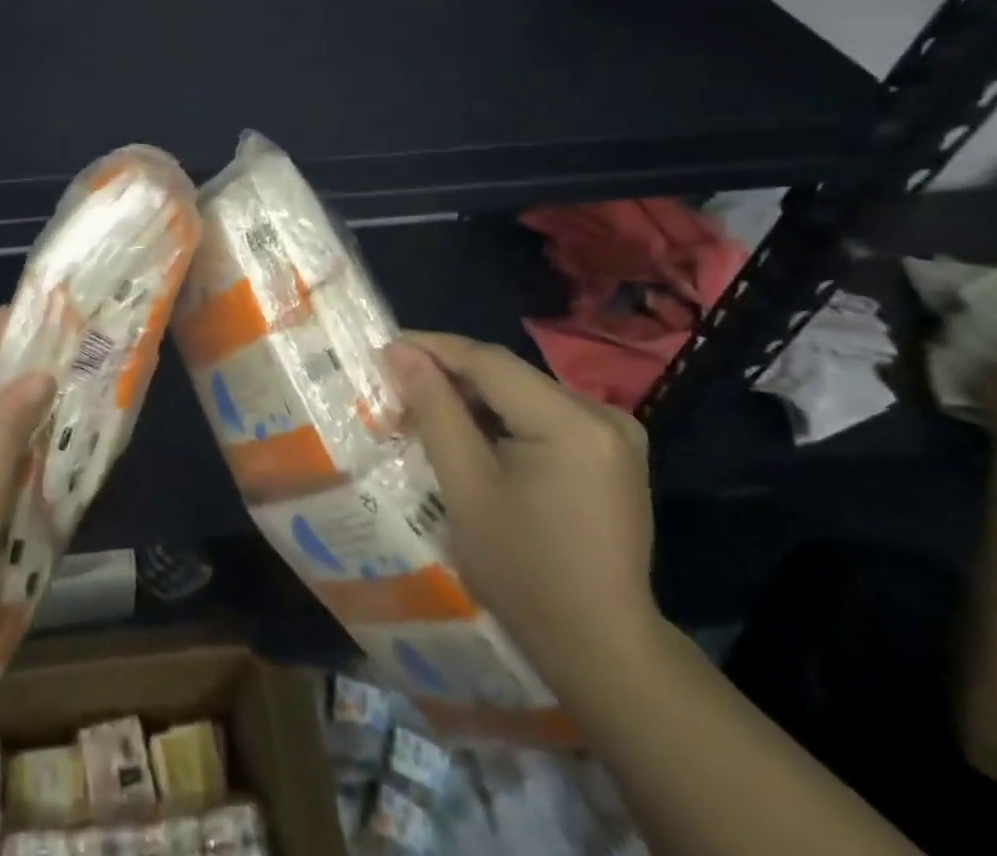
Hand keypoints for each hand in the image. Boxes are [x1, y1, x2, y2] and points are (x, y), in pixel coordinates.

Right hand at [384, 333, 660, 688]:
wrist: (600, 648)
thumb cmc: (523, 570)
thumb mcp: (466, 485)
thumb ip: (434, 408)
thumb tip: (400, 350)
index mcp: (573, 422)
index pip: (489, 361)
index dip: (432, 348)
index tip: (383, 348)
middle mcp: (602, 414)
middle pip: (507, 375)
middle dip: (448, 375)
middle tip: (395, 383)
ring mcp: (613, 434)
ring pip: (521, 392)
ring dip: (471, 396)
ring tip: (421, 405)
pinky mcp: (610, 453)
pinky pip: (541, 414)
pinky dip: (500, 416)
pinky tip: (468, 432)